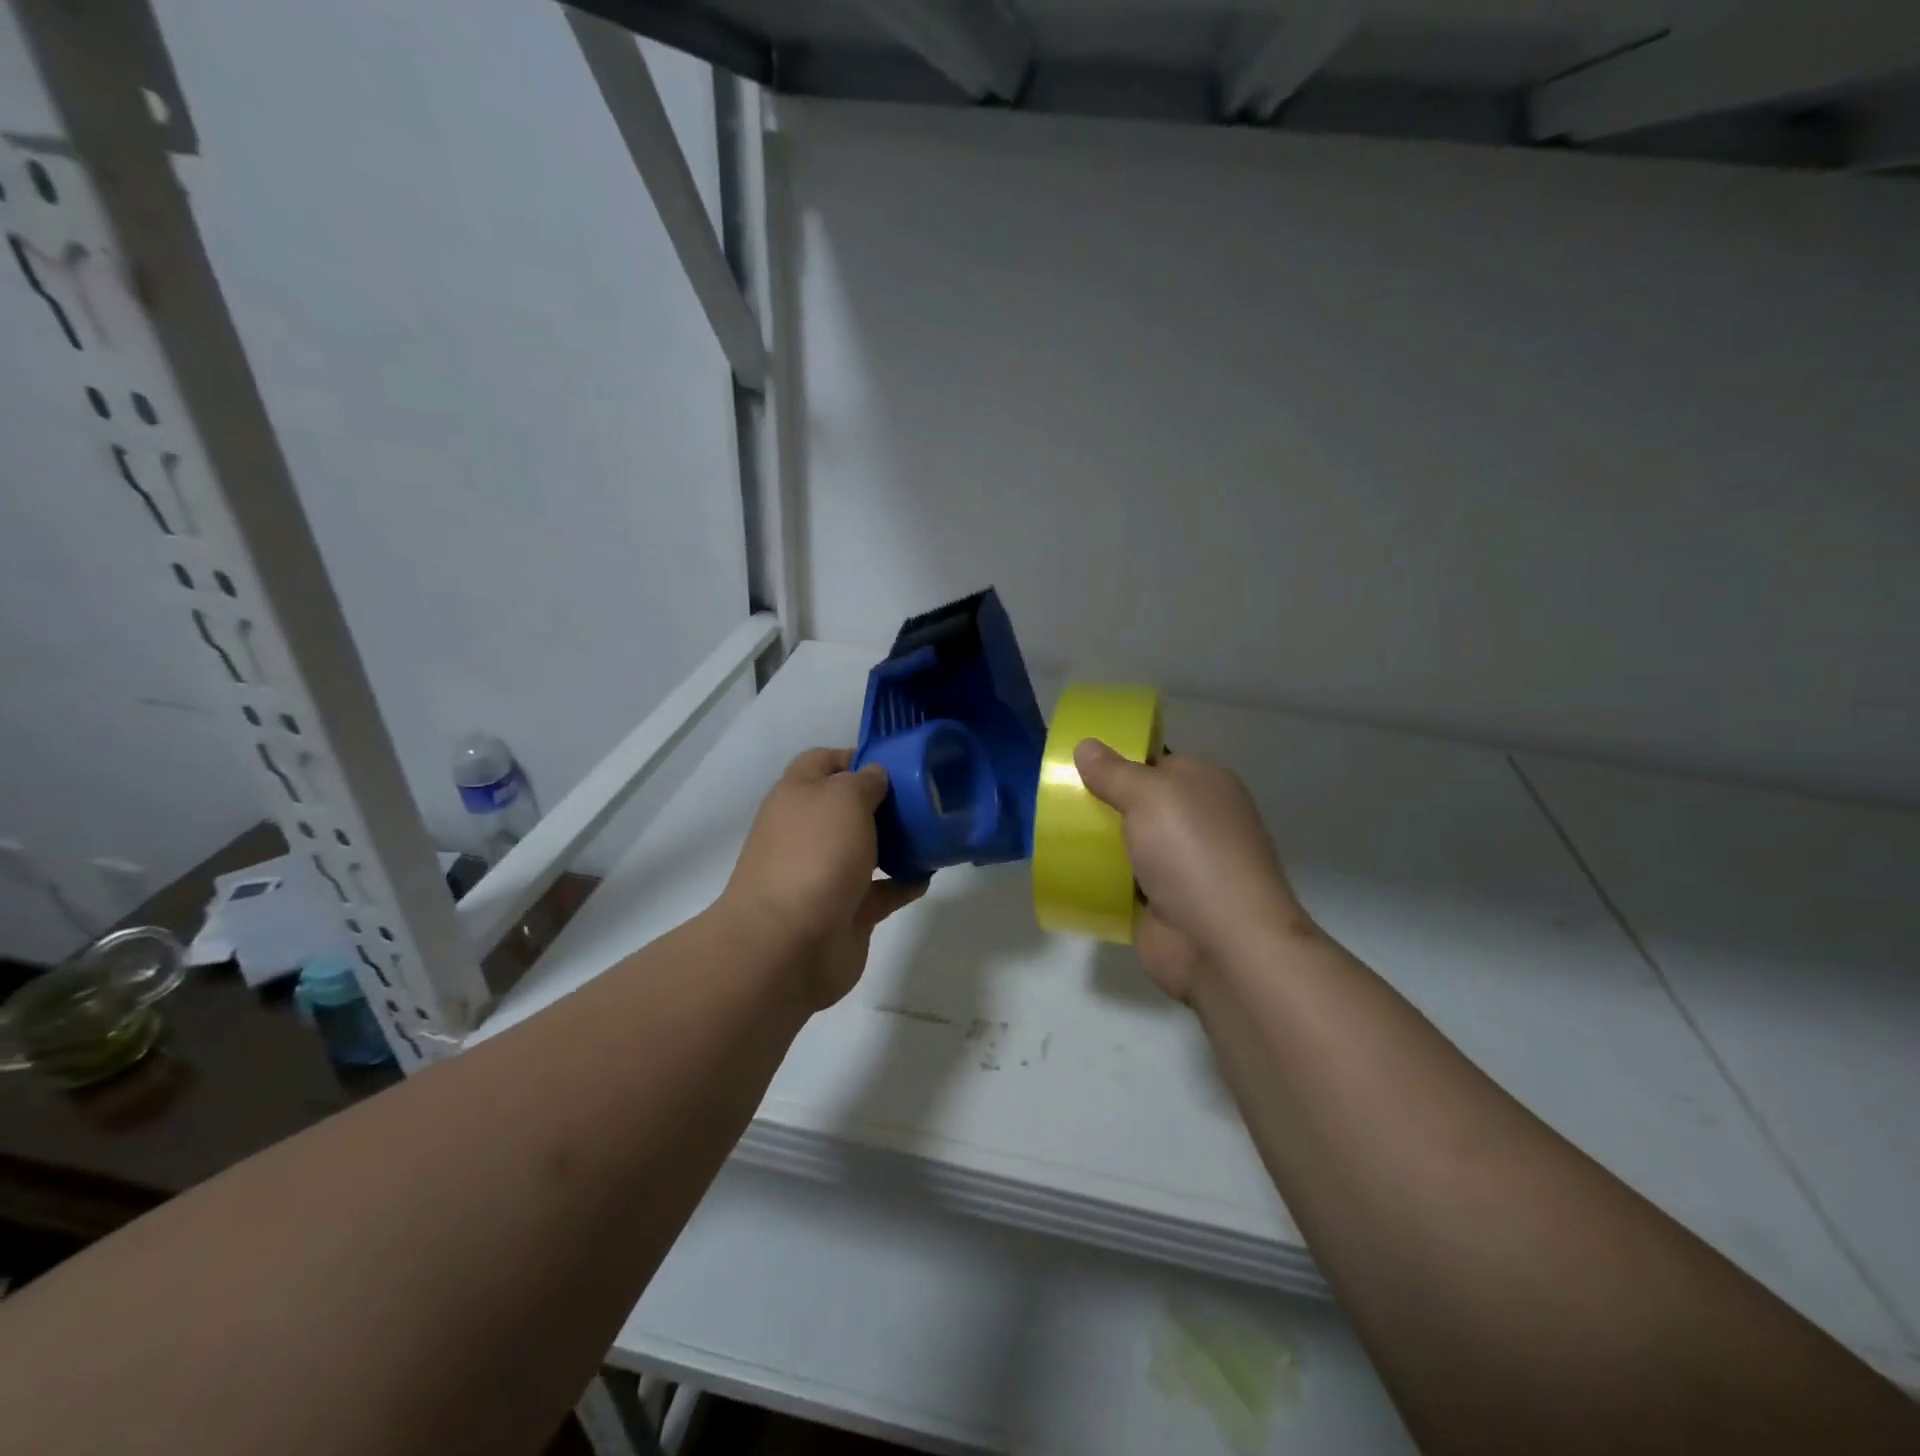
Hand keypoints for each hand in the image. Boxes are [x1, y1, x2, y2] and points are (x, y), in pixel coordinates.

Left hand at [721, 748, 926, 1008]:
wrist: (789, 945)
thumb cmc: (815, 855)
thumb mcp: (844, 797)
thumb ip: (865, 781)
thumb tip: (876, 777)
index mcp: (797, 796)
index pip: (824, 762)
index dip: (858, 756)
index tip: (899, 762)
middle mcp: (808, 832)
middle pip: (848, 806)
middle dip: (885, 802)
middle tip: (926, 798)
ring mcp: (825, 874)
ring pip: (866, 849)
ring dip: (897, 842)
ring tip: (936, 833)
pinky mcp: (846, 911)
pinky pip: (881, 890)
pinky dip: (904, 882)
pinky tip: (929, 873)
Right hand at [1073, 740, 1310, 1001]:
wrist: (1222, 944)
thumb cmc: (1192, 853)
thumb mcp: (1150, 796)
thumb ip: (1114, 771)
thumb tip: (1086, 744)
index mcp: (1206, 787)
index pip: (1157, 762)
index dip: (1119, 760)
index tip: (1074, 762)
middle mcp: (1197, 823)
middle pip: (1138, 804)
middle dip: (1100, 802)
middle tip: (1052, 797)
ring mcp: (1181, 868)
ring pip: (1127, 845)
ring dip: (1095, 843)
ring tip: (1048, 832)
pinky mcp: (1162, 906)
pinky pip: (1120, 883)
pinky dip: (1097, 880)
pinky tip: (1064, 871)